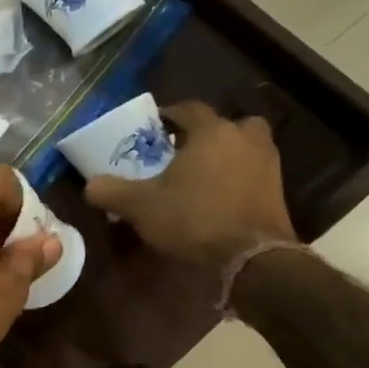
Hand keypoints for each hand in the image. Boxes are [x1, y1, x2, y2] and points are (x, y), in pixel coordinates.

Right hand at [85, 101, 295, 267]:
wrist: (251, 259)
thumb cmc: (193, 218)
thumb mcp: (140, 206)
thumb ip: (111, 191)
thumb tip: (90, 185)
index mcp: (212, 131)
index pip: (188, 108)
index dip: (167, 115)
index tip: (152, 128)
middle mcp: (244, 138)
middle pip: (224, 125)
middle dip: (204, 134)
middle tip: (181, 151)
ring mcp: (268, 163)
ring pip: (242, 148)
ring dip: (224, 155)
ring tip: (198, 176)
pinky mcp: (278, 190)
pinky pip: (251, 172)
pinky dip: (236, 178)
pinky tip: (216, 197)